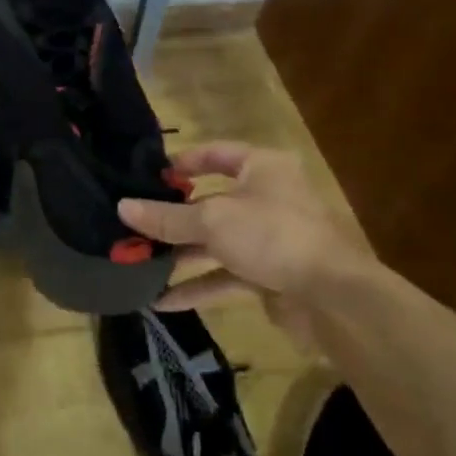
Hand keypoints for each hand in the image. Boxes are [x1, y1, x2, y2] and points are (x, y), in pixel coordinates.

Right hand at [117, 142, 374, 312]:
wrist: (333, 297)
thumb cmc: (272, 235)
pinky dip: (197, 286)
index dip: (182, 162)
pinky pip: (224, 276)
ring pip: (214, 242)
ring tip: (138, 264)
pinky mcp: (267, 274)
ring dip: (179, 255)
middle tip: (131, 225)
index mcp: (261, 168)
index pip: (215, 154)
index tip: (147, 176)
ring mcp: (267, 238)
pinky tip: (162, 301)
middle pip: (209, 202)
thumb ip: (167, 217)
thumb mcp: (213, 220)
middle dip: (171, 218)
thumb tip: (123, 207)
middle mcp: (265, 197)